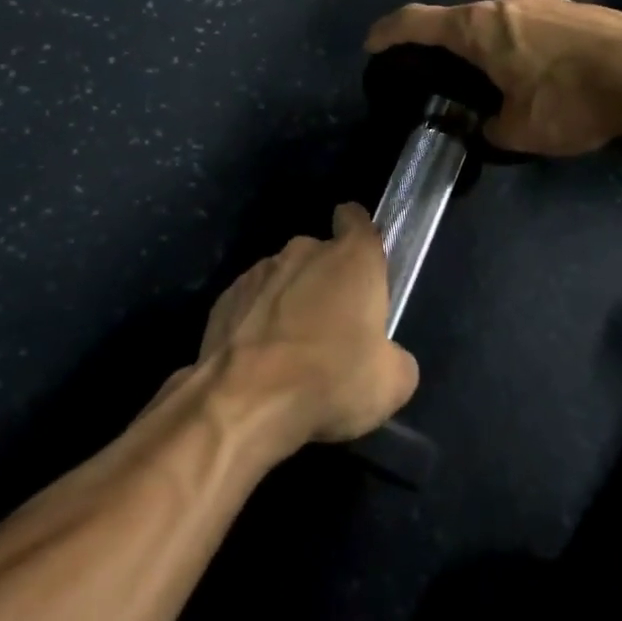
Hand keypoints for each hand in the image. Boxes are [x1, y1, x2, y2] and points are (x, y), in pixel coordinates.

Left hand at [195, 204, 417, 445]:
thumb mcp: (390, 384)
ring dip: (290, 302)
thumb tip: (387, 359)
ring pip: (284, 279)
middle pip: (320, 255)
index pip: (357, 220)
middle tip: (333, 328)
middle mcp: (304, 251)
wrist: (244, 401)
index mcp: (352, 259)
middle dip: (326, 282)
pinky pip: (252, 302)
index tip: (360, 254)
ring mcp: (260, 271)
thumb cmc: (330, 380)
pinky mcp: (226, 296)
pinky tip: (260, 360)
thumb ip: (395, 359)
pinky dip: (257, 322)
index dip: (358, 230)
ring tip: (291, 351)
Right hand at [366, 0, 621, 156]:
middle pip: (461, 19)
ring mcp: (545, 0)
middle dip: (448, 45)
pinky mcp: (576, 8)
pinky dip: (524, 43)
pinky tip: (543, 72)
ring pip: (501, 20)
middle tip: (446, 75)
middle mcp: (506, 3)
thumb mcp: (521, 131)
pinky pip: (533, 24)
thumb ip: (492, 129)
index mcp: (479, 27)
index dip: (388, 32)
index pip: (416, 21)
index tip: (372, 44)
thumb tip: (490, 126)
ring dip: (491, 44)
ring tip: (499, 78)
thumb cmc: (572, 99)